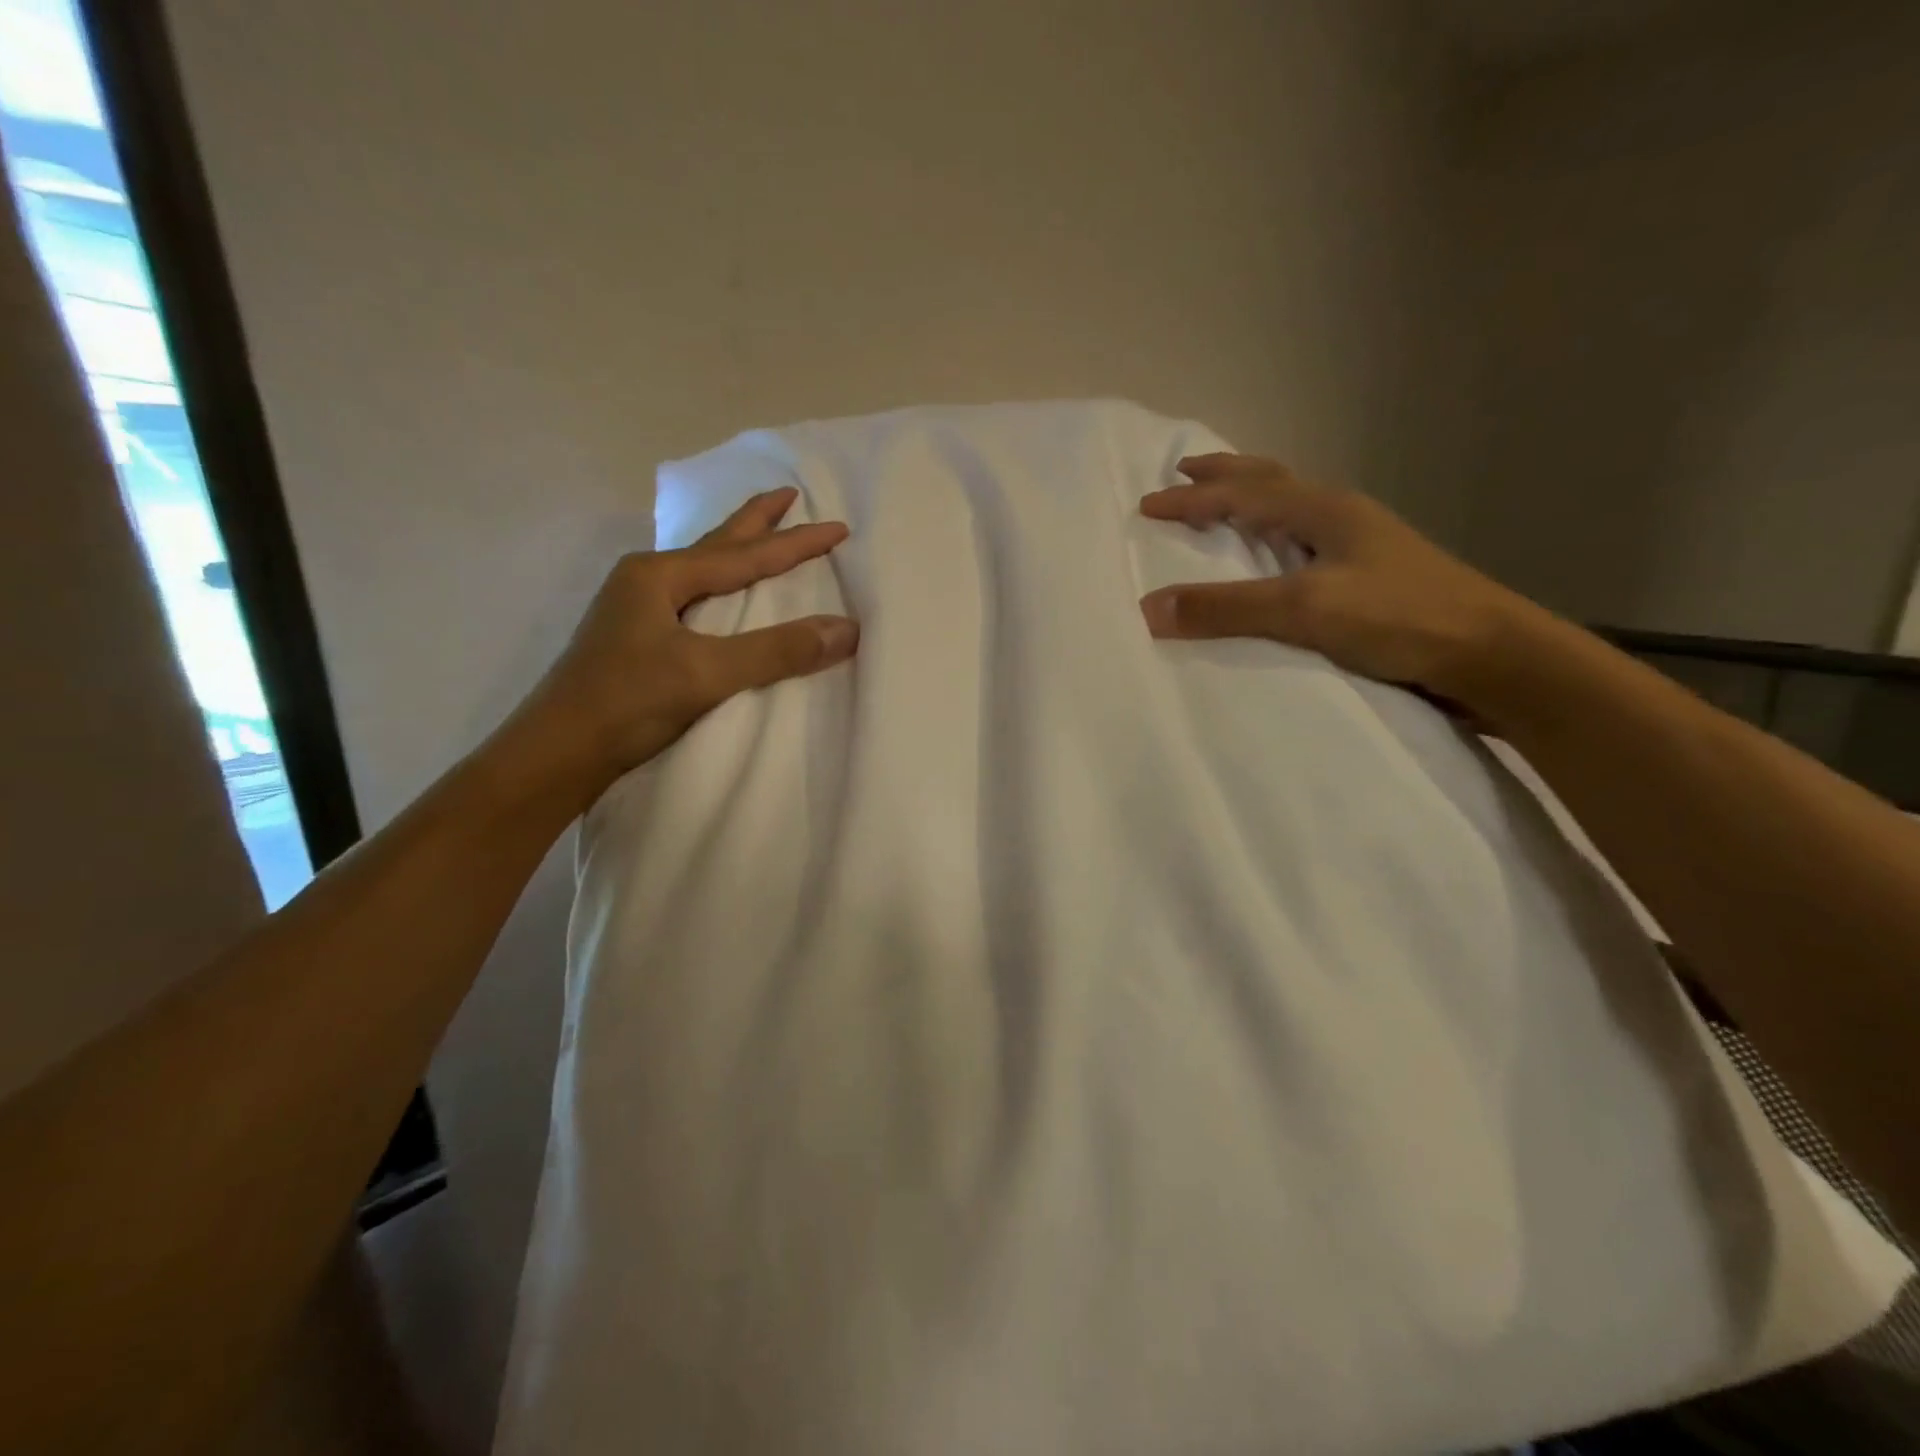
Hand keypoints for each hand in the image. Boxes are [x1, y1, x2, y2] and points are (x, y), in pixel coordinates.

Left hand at [510, 486, 856, 807]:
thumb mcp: (706, 673)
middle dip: (754, 521)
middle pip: (715, 544)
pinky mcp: (635, 640)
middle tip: (788, 494)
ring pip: (700, 570)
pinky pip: (691, 598)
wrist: (556, 754)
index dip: (795, 543)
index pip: (744, 555)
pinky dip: (718, 586)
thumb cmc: (626, 703)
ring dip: (734, 551)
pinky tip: (719, 594)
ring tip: (760, 534)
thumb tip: (846, 629)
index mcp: (659, 576)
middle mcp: (645, 582)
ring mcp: (635, 611)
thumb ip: (776, 651)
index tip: (839, 527)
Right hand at [1138, 454, 1543, 708]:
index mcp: (1324, 511)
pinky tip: (1277, 557)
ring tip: (1226, 503)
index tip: (1146, 505)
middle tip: (1187, 470)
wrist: (1491, 654)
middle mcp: (1342, 518)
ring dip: (1253, 499)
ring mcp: (1362, 545)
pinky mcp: (1371, 577)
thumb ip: (1227, 608)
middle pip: (1273, 481)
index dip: (1191, 499)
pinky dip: (1276, 535)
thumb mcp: (1305, 610)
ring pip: (1293, 507)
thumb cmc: (1399, 619)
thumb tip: (1147, 607)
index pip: (1242, 494)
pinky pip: (1306, 540)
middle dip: (1226, 475)